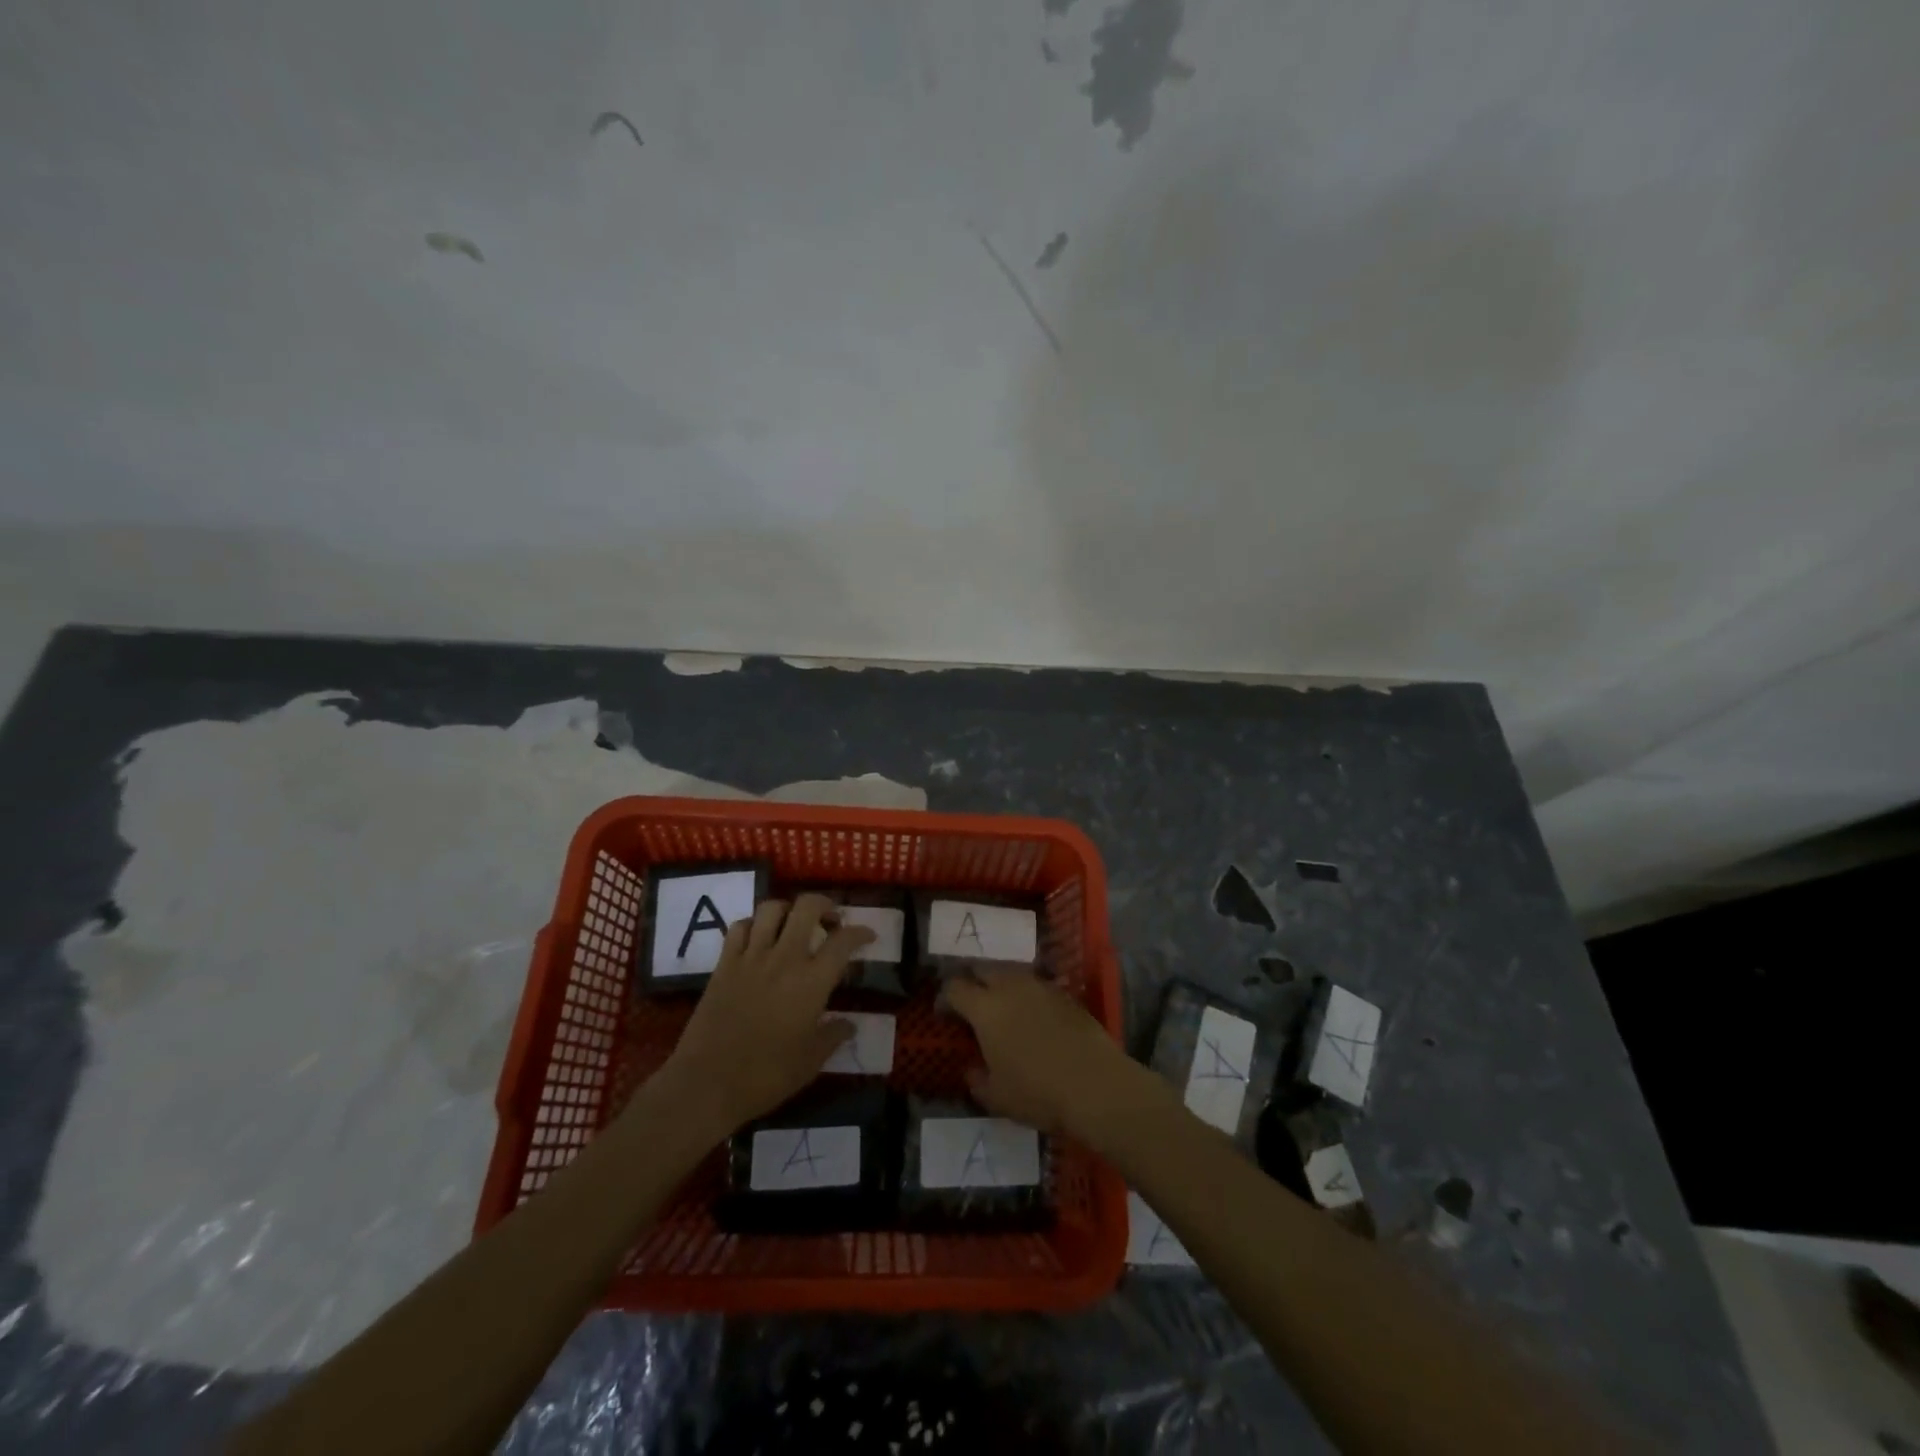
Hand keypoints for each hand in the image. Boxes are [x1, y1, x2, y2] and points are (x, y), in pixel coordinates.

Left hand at [655, 894, 875, 1134]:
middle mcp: (784, 959)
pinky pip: (739, 927)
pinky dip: (752, 925)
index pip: (843, 941)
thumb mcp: (811, 1062)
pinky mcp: (724, 964)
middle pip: (807, 908)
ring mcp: (751, 958)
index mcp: (812, 982)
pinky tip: (758, 938)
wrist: (707, 1083)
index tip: (868, 936)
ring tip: (793, 925)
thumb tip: (849, 1025)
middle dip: (824, 905)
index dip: (860, 932)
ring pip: (771, 909)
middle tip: (830, 921)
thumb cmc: (766, 1075)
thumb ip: (833, 1036)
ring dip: (788, 910)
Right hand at [943, 970, 1160, 1143]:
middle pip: (983, 969)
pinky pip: (1036, 985)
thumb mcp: (997, 1097)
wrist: (1096, 1085)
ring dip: (1000, 984)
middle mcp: (1010, 987)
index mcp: (986, 1008)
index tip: (945, 1014)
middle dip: (973, 981)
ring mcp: (1040, 986)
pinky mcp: (1065, 994)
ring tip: (1002, 1007)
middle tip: (971, 1003)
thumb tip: (972, 1069)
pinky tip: (1032, 1016)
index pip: (955, 988)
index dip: (945, 998)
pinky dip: (1026, 995)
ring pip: (1011, 973)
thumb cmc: (1038, 1093)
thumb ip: (977, 1079)